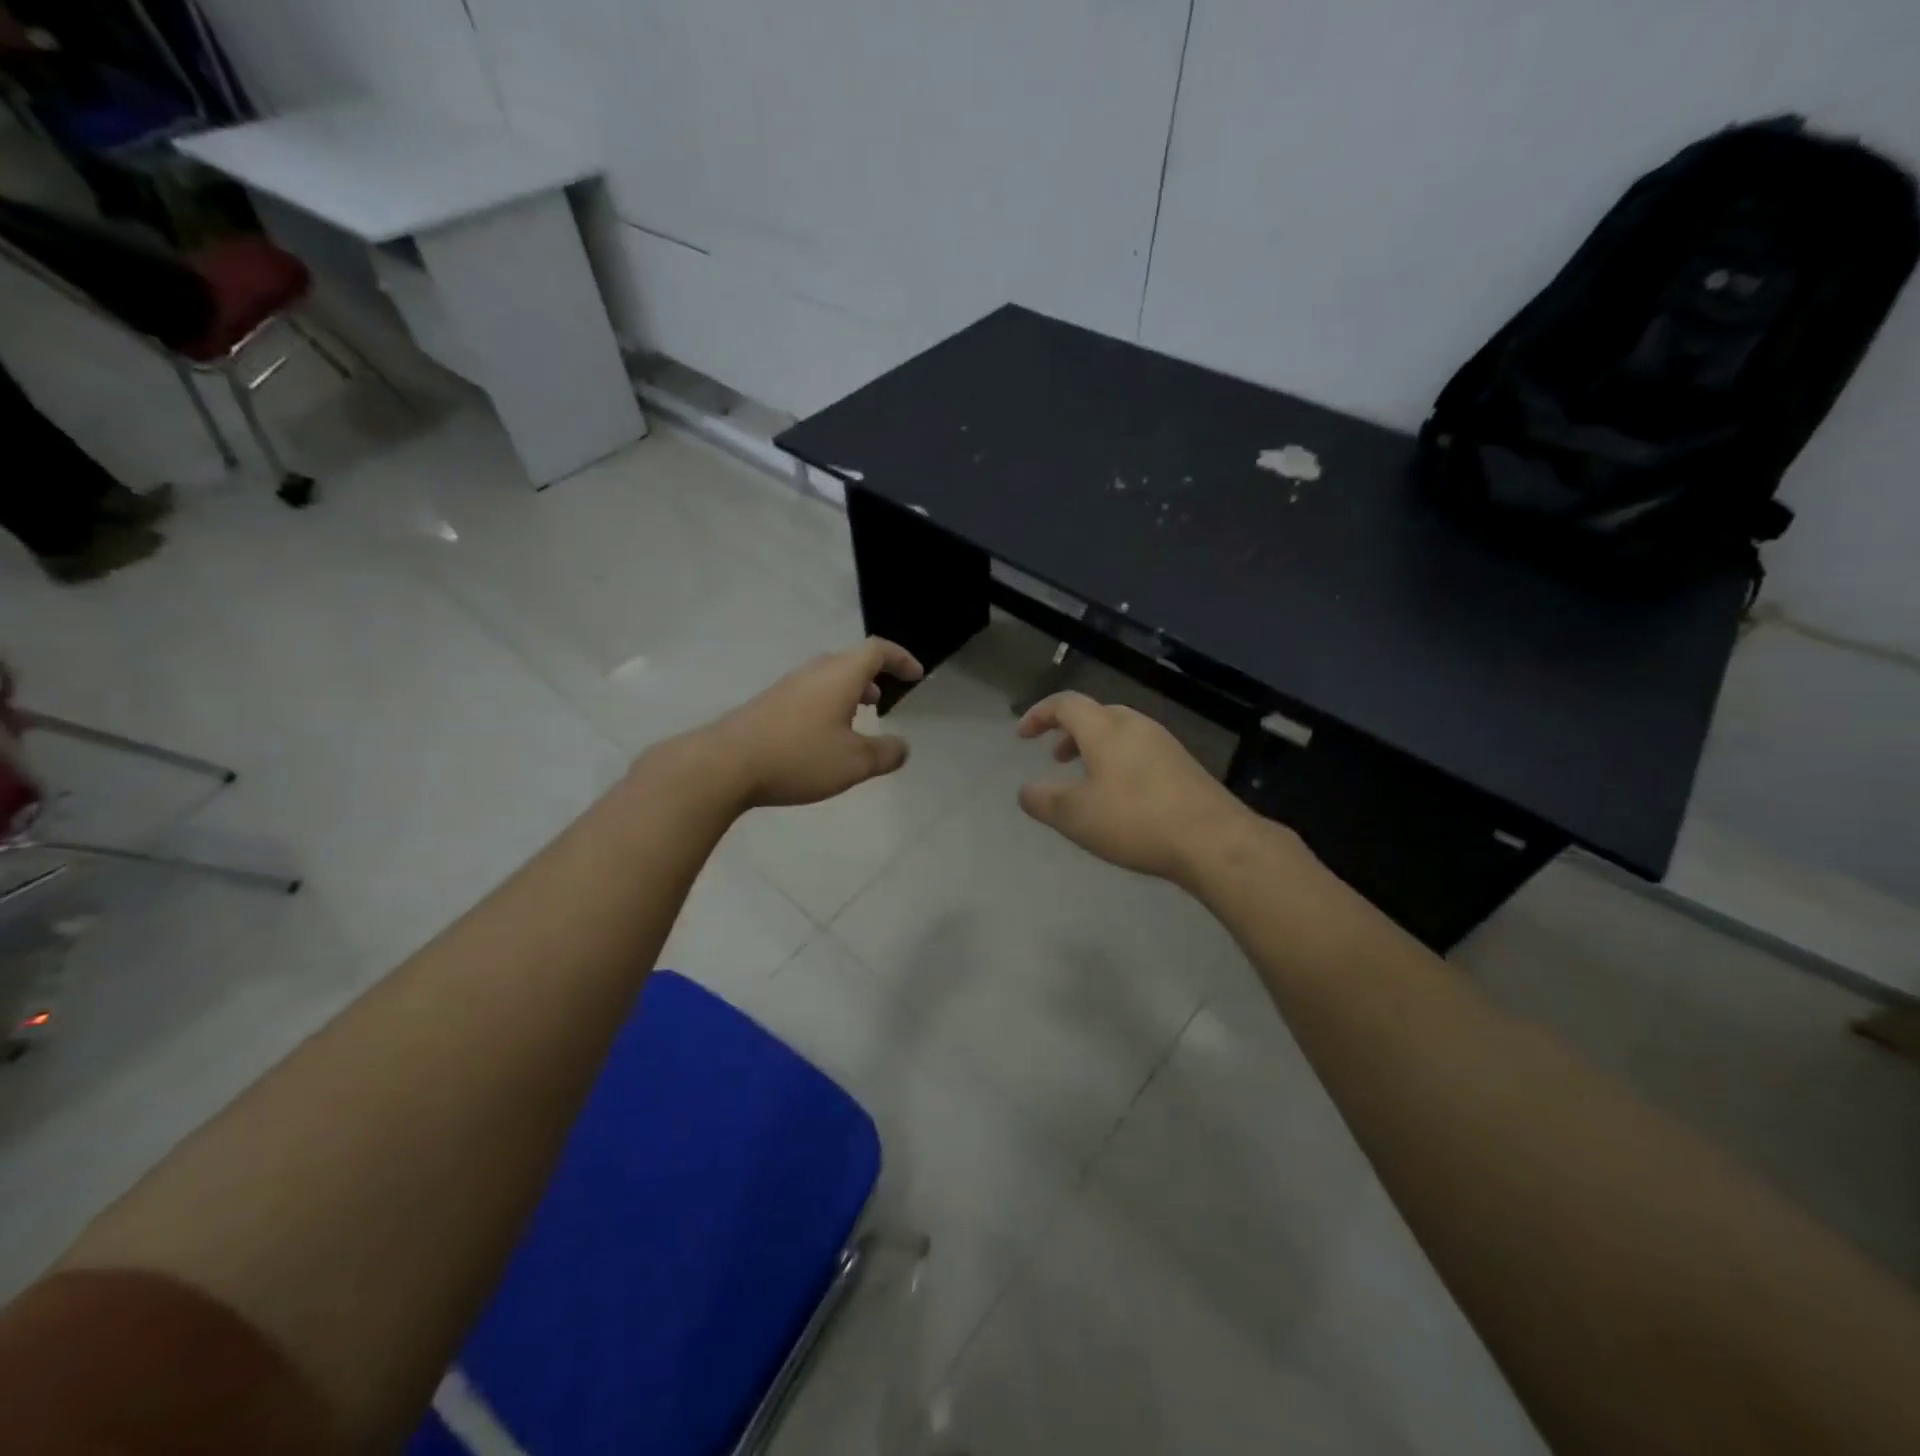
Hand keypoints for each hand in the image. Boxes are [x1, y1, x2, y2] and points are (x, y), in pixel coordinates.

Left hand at [697, 638, 924, 809]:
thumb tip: (903, 747)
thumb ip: (885, 753)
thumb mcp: (854, 762)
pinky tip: (821, 738)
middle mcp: (813, 672)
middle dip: (872, 677)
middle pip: (850, 661)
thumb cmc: (799, 757)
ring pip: (826, 679)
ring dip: (847, 693)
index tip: (915, 674)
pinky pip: (808, 694)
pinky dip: (826, 705)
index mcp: (840, 675)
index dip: (900, 659)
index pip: (877, 651)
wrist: (725, 764)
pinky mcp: (767, 704)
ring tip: (855, 721)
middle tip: (883, 701)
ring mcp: (786, 686)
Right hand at [1015, 692, 1267, 884]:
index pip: (1066, 704)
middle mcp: (1136, 727)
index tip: (1022, 735)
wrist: (1213, 840)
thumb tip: (1025, 791)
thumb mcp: (1076, 816)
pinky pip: (1141, 750)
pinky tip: (1122, 795)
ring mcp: (1165, 744)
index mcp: (1105, 730)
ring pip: (1121, 732)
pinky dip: (1119, 760)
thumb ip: (1044, 801)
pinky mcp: (1184, 766)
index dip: (1040, 714)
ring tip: (1086, 778)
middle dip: (1070, 731)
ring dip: (1096, 747)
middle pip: (1097, 714)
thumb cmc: (1135, 820)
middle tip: (1056, 757)